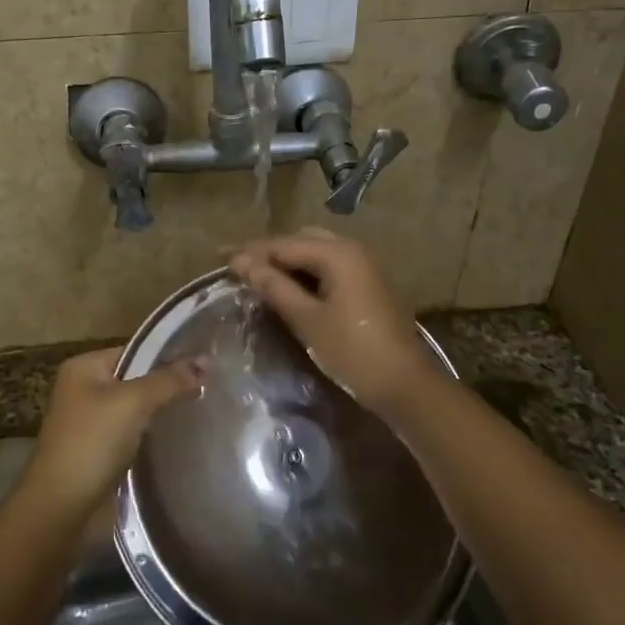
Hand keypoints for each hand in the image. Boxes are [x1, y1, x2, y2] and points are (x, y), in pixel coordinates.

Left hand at [25, 347, 203, 513]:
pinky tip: (179, 437)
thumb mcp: (133, 403)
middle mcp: (84, 389)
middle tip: (210, 389)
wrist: (61, 507)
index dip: (169, 356)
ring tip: (201, 410)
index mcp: (84, 367)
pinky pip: (133, 432)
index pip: (136, 351)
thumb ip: (169, 380)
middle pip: (137, 378)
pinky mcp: (99, 450)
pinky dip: (152, 434)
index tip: (206, 366)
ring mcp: (90, 421)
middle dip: (168, 385)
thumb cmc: (92, 444)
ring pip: (137, 408)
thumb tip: (206, 362)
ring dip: (162, 411)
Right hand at [228, 229, 436, 414]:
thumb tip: (242, 263)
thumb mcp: (307, 319)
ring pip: (317, 253)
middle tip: (238, 266)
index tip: (220, 258)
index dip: (250, 252)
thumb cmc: (352, 350)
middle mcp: (353, 250)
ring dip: (288, 261)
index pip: (284, 244)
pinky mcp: (368, 285)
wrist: (404, 384)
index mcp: (338, 253)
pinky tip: (288, 288)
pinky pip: (329, 267)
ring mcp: (364, 267)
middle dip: (269, 251)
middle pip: (301, 241)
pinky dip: (306, 273)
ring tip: (258, 276)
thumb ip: (274, 286)